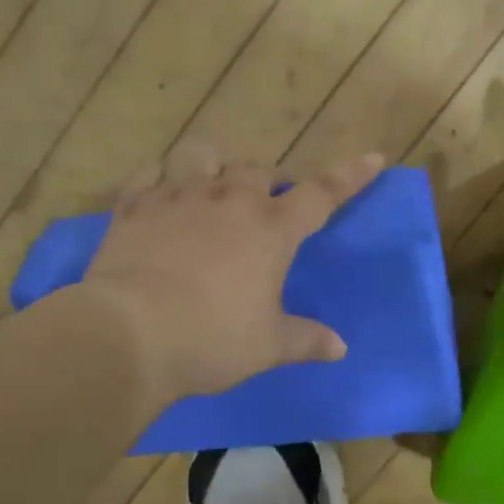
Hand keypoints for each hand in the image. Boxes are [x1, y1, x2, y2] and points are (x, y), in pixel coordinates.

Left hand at [80, 140, 383, 400]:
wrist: (130, 334)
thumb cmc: (212, 339)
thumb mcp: (268, 346)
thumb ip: (306, 340)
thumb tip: (341, 348)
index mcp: (271, 230)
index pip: (321, 194)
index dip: (350, 176)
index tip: (373, 158)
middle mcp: (228, 200)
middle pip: (258, 170)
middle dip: (268, 182)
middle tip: (267, 204)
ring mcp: (178, 197)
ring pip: (201, 155)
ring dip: (213, 165)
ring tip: (211, 185)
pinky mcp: (135, 206)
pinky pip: (151, 174)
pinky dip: (162, 179)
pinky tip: (161, 194)